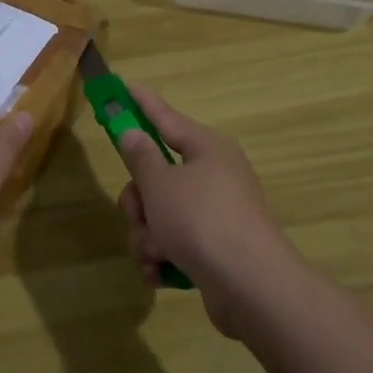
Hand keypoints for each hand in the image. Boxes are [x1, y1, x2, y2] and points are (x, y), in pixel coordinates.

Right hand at [115, 84, 299, 335]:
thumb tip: (133, 132)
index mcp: (206, 149)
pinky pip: (174, 242)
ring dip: (147, 235)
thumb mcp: (160, 184)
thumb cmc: (201, 221)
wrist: (249, 285)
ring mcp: (216, 214)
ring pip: (160, 214)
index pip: (166, 118)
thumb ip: (141, 156)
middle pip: (157, 176)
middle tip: (137, 214)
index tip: (123, 87)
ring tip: (155, 253)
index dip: (142, 104)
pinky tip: (160, 272)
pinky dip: (162, 256)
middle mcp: (214, 176)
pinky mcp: (214, 248)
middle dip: (139, 201)